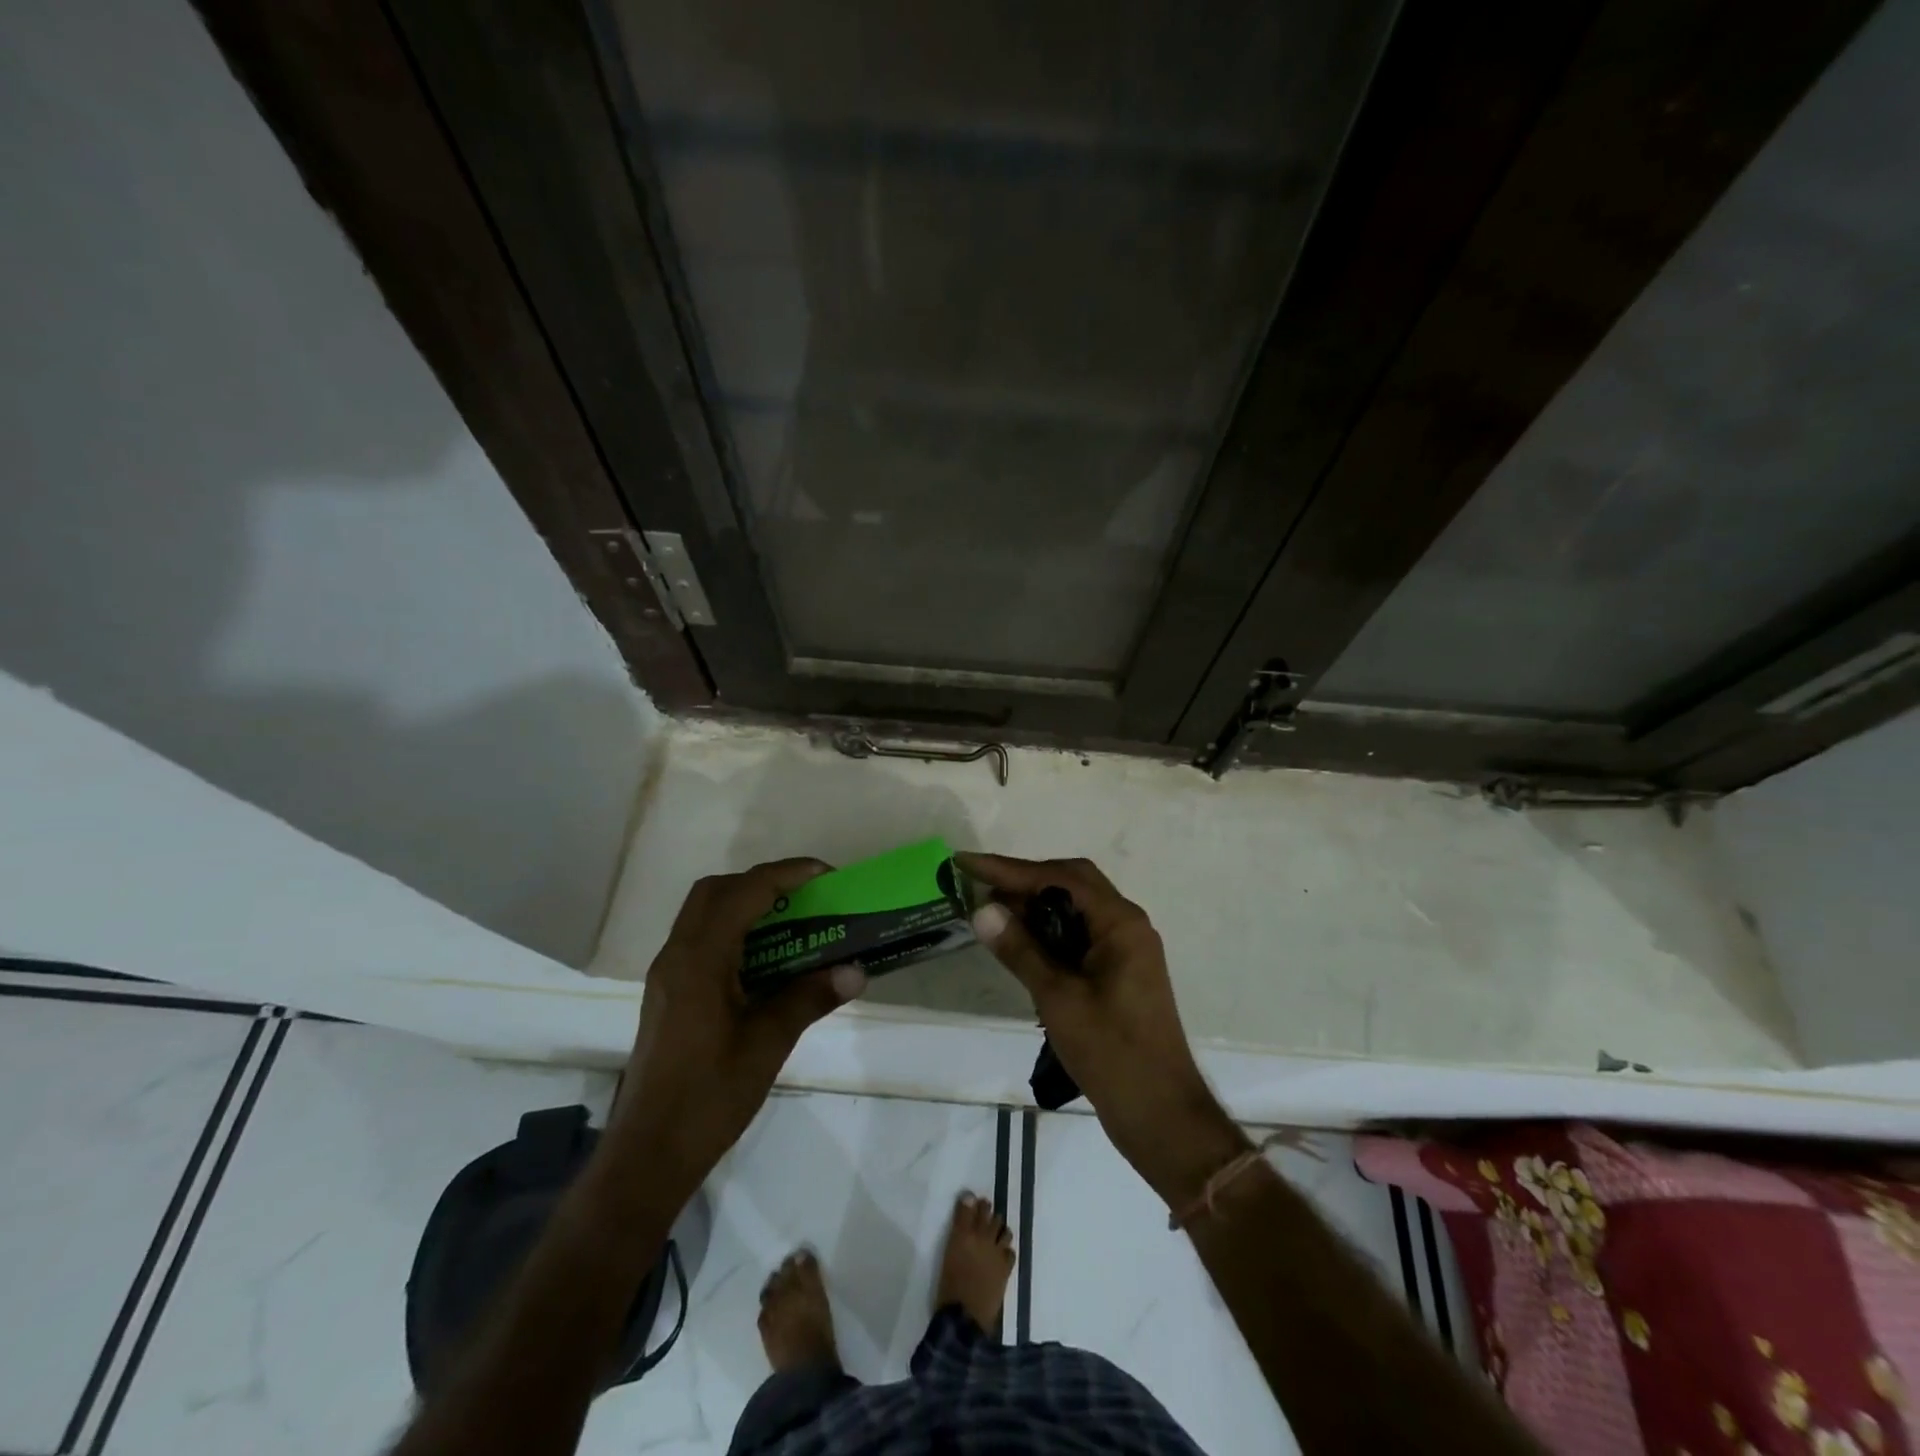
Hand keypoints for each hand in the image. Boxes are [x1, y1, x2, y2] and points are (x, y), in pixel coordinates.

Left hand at [604, 859, 865, 1200]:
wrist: (648, 1154)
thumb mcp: (768, 1045)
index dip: (786, 875)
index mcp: (699, 960)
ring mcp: (668, 975)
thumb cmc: (708, 1097)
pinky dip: (733, 931)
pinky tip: (765, 961)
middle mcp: (677, 956)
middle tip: (805, 897)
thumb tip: (857, 969)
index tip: (826, 876)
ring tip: (792, 922)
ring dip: (746, 905)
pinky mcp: (668, 993)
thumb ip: (810, 998)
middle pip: (716, 892)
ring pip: (704, 914)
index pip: (744, 892)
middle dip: (762, 882)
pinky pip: (701, 940)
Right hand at [955, 852, 1247, 1204]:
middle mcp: (1127, 925)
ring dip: (1036, 905)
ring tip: (993, 913)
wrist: (1160, 1114)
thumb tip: (983, 909)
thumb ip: (1020, 950)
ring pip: (1076, 907)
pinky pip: (1081, 933)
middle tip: (981, 888)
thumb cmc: (1111, 1053)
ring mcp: (1126, 948)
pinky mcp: (1120, 971)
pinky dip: (1050, 930)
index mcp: (1120, 923)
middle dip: (1024, 881)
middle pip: (1072, 883)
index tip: (968, 863)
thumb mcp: (1058, 999)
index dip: (1010, 869)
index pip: (1059, 878)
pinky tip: (1022, 943)